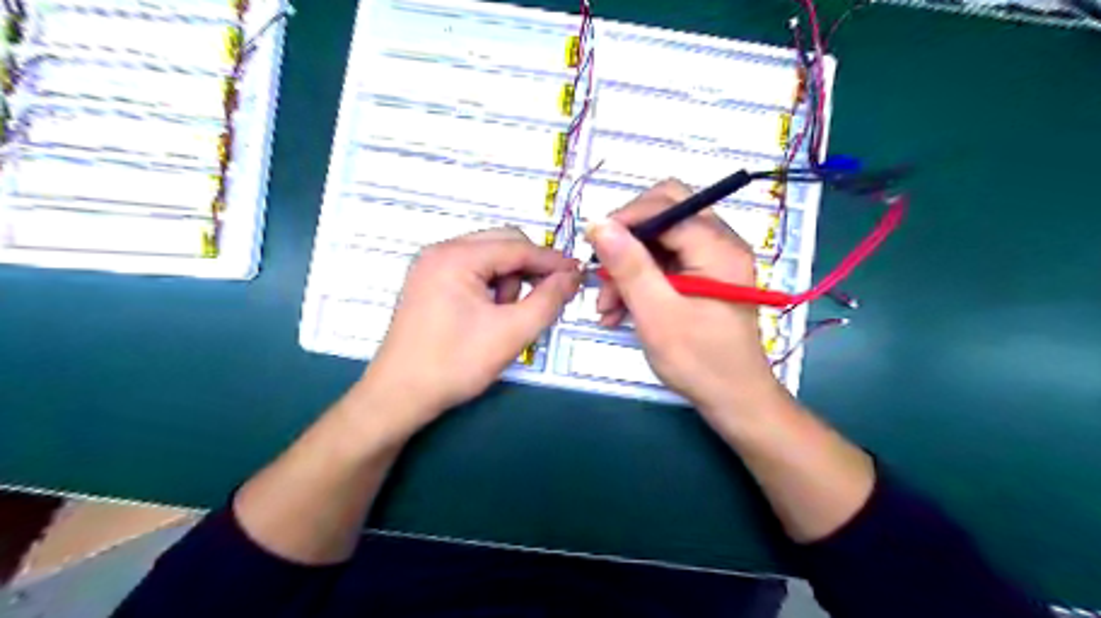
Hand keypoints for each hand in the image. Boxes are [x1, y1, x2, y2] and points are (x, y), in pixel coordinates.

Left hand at [363, 227, 584, 433]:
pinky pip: (472, 272)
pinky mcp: (429, 282)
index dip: (552, 260)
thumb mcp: (511, 333)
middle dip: (528, 270)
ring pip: (488, 258)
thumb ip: (548, 301)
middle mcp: (440, 251)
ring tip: (505, 318)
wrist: (399, 397)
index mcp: (456, 257)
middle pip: (502, 244)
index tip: (579, 274)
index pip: (517, 247)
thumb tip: (572, 276)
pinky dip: (491, 288)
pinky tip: (489, 316)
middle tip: (548, 298)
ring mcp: (431, 266)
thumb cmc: (455, 364)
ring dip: (508, 282)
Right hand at [589, 179, 785, 419]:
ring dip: (628, 266)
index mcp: (718, 246)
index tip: (593, 246)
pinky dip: (639, 280)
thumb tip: (599, 223)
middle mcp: (720, 243)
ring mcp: (712, 260)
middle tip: (602, 270)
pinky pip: (664, 263)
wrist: (734, 400)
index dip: (625, 219)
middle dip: (627, 241)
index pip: (666, 206)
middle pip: (664, 214)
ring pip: (659, 241)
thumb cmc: (700, 360)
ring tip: (606, 307)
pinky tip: (618, 310)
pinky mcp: (702, 277)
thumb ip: (629, 266)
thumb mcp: (657, 314)